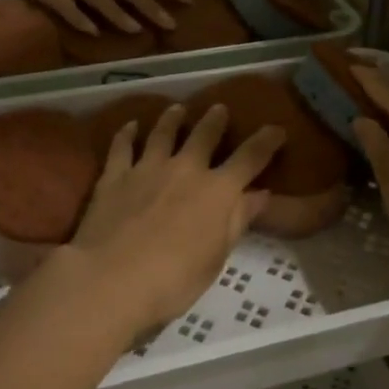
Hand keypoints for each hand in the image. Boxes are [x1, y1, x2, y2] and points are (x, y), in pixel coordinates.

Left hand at [70, 104, 285, 334]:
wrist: (111, 278)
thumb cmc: (173, 280)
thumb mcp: (216, 257)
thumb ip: (237, 221)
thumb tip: (260, 194)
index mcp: (217, 191)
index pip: (249, 158)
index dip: (266, 142)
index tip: (276, 129)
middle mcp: (185, 169)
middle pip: (204, 135)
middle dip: (215, 120)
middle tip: (219, 108)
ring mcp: (147, 168)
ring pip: (163, 133)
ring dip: (173, 118)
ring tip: (177, 108)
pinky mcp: (115, 175)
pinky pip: (122, 146)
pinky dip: (127, 133)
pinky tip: (131, 125)